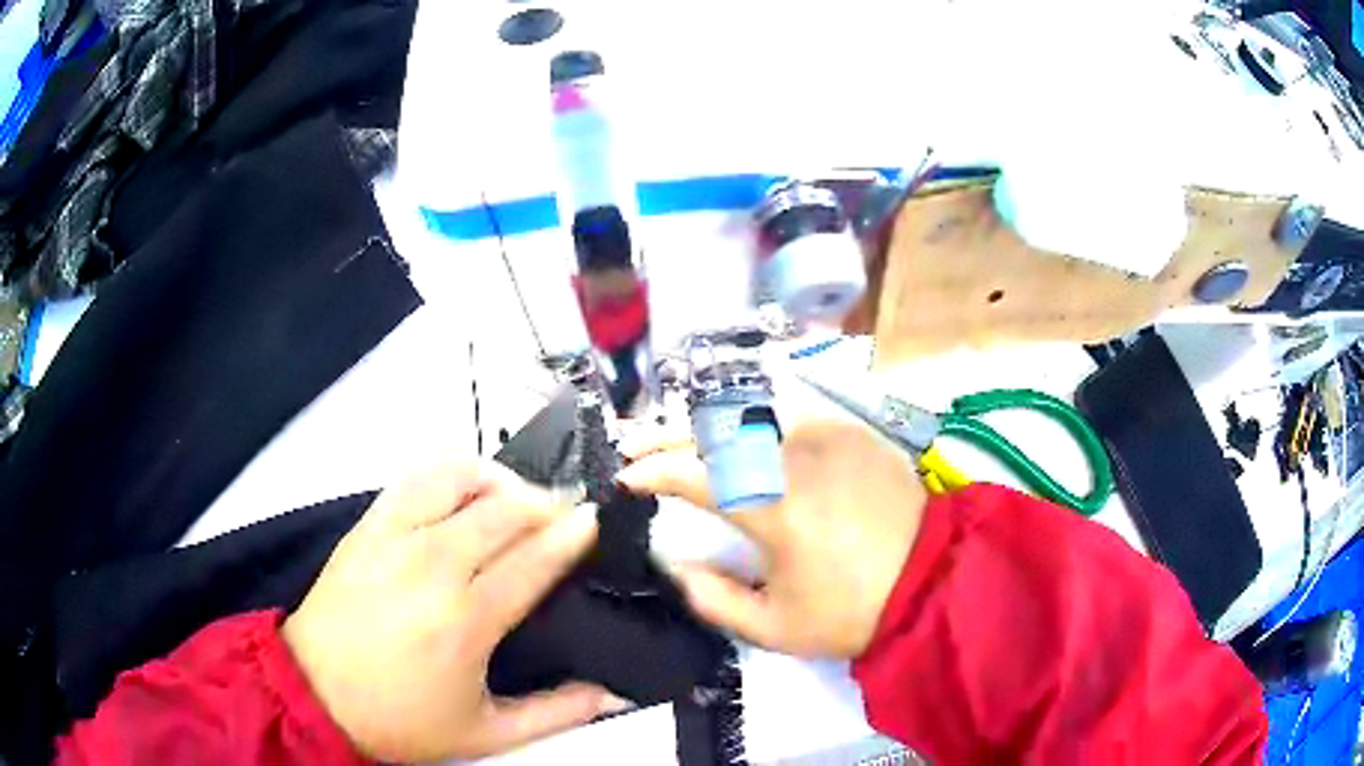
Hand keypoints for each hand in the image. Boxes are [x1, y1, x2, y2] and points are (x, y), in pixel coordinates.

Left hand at [282, 461, 625, 761]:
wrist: (315, 693)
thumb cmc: (401, 719)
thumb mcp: (487, 733)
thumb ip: (556, 713)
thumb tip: (613, 695)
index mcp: (466, 619)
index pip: (534, 558)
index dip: (572, 534)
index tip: (594, 519)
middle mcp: (432, 565)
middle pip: (503, 510)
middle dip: (545, 505)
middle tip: (563, 517)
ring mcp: (393, 537)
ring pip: (458, 478)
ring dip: (497, 479)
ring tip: (513, 499)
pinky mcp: (366, 526)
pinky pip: (414, 478)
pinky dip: (449, 474)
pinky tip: (462, 493)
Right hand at [618, 420, 925, 657]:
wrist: (934, 578)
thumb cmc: (852, 610)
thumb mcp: (776, 627)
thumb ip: (714, 599)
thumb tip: (676, 566)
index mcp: (774, 506)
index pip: (694, 473)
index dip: (650, 471)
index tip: (624, 478)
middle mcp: (794, 454)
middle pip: (713, 428)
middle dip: (663, 432)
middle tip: (631, 441)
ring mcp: (827, 433)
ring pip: (748, 411)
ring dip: (702, 421)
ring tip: (674, 434)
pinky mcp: (851, 429)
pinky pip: (787, 413)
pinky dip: (749, 419)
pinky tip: (735, 431)